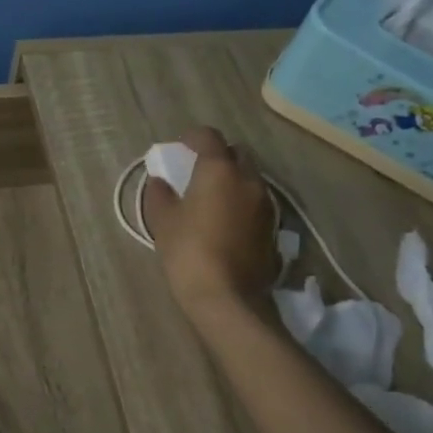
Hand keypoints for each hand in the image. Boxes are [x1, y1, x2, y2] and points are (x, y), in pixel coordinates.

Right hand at [142, 126, 278, 314]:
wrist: (227, 296)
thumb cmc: (188, 251)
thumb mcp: (162, 220)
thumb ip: (159, 193)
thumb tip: (160, 181)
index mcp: (219, 169)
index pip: (209, 136)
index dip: (192, 137)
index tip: (180, 147)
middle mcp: (248, 179)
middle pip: (237, 153)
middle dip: (219, 156)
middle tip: (198, 171)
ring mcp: (266, 204)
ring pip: (250, 178)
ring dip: (233, 180)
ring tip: (213, 197)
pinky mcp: (273, 227)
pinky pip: (256, 202)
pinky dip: (242, 202)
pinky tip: (227, 220)